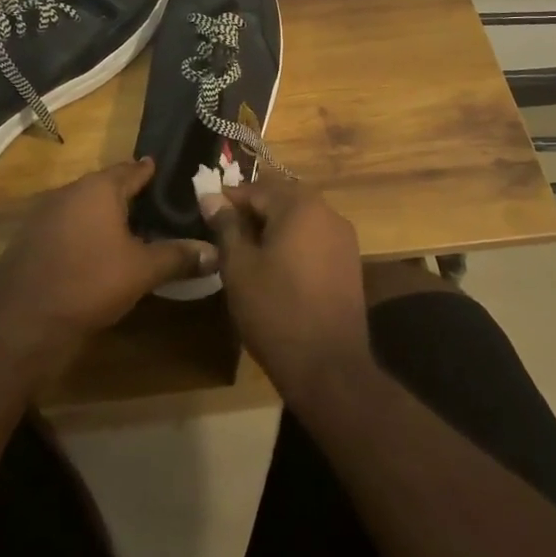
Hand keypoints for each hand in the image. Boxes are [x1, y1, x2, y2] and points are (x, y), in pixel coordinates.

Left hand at [0, 159, 216, 362]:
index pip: (133, 169)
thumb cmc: (88, 283)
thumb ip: (178, 257)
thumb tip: (216, 251)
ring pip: (86, 208)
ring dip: (108, 216)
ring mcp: (46, 215)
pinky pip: (69, 227)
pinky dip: (88, 234)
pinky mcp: (32, 241)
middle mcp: (71, 192)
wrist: (19, 322)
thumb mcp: (141, 271)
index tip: (172, 176)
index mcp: (99, 188)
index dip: (152, 173)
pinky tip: (102, 254)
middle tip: (161, 207)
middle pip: (108, 187)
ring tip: (136, 231)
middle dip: (132, 196)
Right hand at [200, 179, 371, 403]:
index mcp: (300, 205)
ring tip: (246, 252)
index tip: (205, 213)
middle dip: (251, 212)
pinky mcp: (350, 262)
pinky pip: (314, 238)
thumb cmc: (276, 311)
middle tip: (223, 234)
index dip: (227, 199)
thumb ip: (226, 226)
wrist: (329, 367)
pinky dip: (293, 243)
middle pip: (281, 199)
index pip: (256, 189)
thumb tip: (211, 196)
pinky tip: (276, 268)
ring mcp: (343, 237)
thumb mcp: (239, 267)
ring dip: (273, 227)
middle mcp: (327, 212)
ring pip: (299, 219)